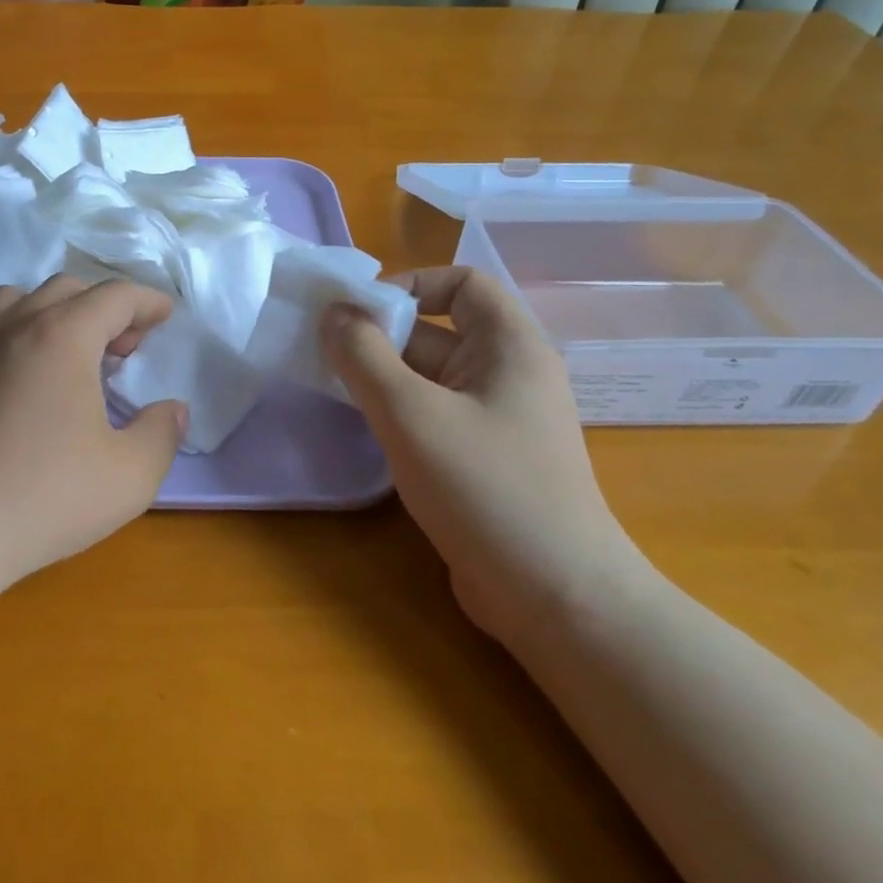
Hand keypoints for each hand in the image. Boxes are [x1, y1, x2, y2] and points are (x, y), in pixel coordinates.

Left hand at [0, 276, 186, 589]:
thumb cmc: (45, 497)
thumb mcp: (130, 475)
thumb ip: (162, 434)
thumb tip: (173, 410)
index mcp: (64, 335)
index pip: (115, 295)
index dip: (147, 302)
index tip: (165, 317)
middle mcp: (16, 325)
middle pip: (68, 288)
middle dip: (105, 308)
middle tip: (124, 350)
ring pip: (18, 298)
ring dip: (54, 310)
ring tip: (69, 351)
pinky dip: (11, 330)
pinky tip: (17, 371)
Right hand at [322, 267, 643, 647]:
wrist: (555, 599)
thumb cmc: (487, 488)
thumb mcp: (412, 414)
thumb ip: (364, 356)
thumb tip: (334, 313)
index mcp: (510, 346)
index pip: (463, 283)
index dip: (412, 284)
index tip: (361, 312)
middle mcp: (508, 374)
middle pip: (439, 330)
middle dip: (383, 335)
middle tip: (327, 352)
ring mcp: (497, 419)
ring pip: (430, 377)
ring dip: (383, 376)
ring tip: (333, 386)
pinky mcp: (484, 459)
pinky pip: (434, 414)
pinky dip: (398, 412)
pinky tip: (363, 428)